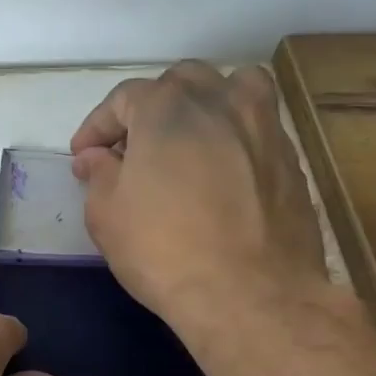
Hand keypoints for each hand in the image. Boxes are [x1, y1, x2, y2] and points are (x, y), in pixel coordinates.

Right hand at [71, 61, 330, 343]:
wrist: (249, 294)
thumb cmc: (163, 251)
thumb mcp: (107, 216)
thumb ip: (99, 175)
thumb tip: (96, 157)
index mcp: (168, 108)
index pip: (124, 98)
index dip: (98, 126)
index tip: (84, 156)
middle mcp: (221, 101)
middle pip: (182, 82)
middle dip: (151, 107)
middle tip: (134, 148)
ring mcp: (264, 127)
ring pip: (234, 89)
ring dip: (204, 105)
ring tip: (189, 140)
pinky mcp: (290, 159)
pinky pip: (258, 128)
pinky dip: (234, 137)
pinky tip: (223, 172)